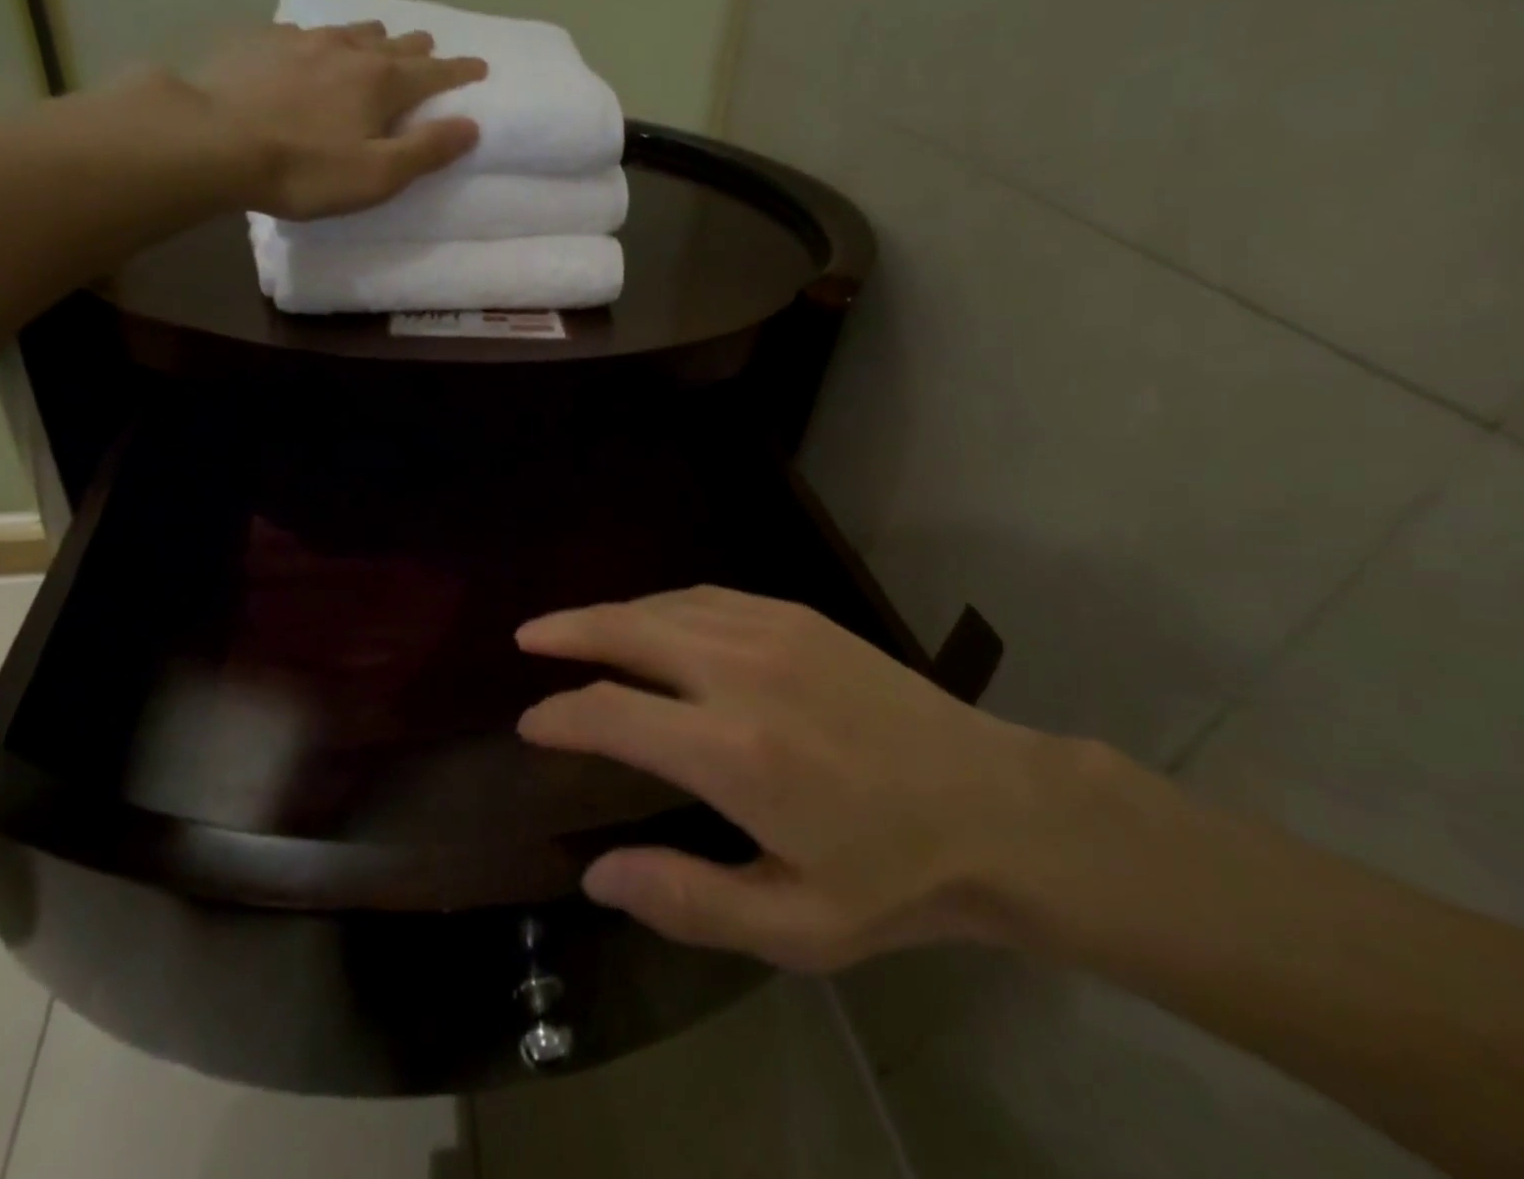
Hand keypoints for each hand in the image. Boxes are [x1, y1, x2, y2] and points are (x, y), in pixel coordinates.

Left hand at [186, 23, 487, 220]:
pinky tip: (315, 45)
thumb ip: (426, 150)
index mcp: (381, 83)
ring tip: (382, 38)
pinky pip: (307, 33)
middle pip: (395, 44)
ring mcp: (302, 40)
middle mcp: (348, 50)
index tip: (481, 65)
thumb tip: (471, 125)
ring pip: (352, 30)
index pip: (433, 73)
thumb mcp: (378, 175)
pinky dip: (325, 39)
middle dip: (419, 48)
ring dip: (375, 36)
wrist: (213, 140)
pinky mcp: (262, 42)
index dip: (460, 71)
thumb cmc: (305, 169)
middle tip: (432, 48)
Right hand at [517, 586, 1063, 972]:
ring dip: (612, 613)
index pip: (611, 714)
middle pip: (627, 632)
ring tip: (576, 627)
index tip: (531, 724)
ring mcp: (772, 632)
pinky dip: (665, 604)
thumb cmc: (893, 877)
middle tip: (527, 636)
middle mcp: (740, 672)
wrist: (995, 806)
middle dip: (567, 631)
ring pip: (664, 606)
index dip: (559, 715)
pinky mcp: (799, 616)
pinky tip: (654, 618)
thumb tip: (597, 875)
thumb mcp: (794, 927)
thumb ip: (686, 900)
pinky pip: (708, 596)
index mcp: (732, 752)